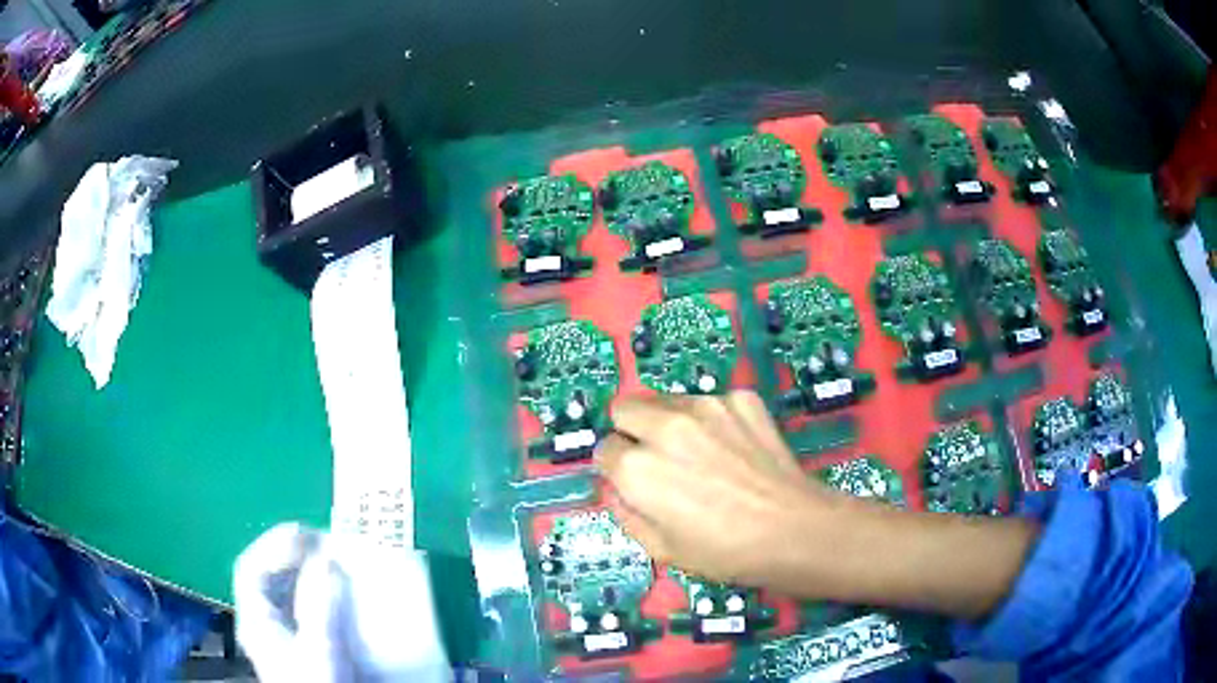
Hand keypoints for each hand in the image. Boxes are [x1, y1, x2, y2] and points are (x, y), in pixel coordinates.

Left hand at [233, 524, 449, 681]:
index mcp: (256, 620)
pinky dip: (317, 598)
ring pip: (285, 595)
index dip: (273, 545)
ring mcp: (279, 639)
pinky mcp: (298, 649)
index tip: (304, 534)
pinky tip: (336, 599)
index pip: (251, 569)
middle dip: (293, 558)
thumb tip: (327, 562)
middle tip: (323, 546)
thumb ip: (320, 606)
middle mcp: (262, 625)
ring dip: (306, 576)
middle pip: (268, 579)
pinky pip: (302, 612)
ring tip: (332, 566)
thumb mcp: (319, 648)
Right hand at [595, 391, 860, 594]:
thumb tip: (616, 489)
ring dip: (670, 423)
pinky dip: (714, 421)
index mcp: (638, 468)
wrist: (795, 530)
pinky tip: (735, 449)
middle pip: (624, 408)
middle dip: (632, 431)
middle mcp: (665, 426)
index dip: (615, 468)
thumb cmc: (725, 552)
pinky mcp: (741, 398)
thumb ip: (625, 514)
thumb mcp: (661, 550)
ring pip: (666, 400)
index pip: (603, 448)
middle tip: (658, 459)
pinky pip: (711, 402)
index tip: (633, 481)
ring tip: (702, 456)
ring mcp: (707, 406)